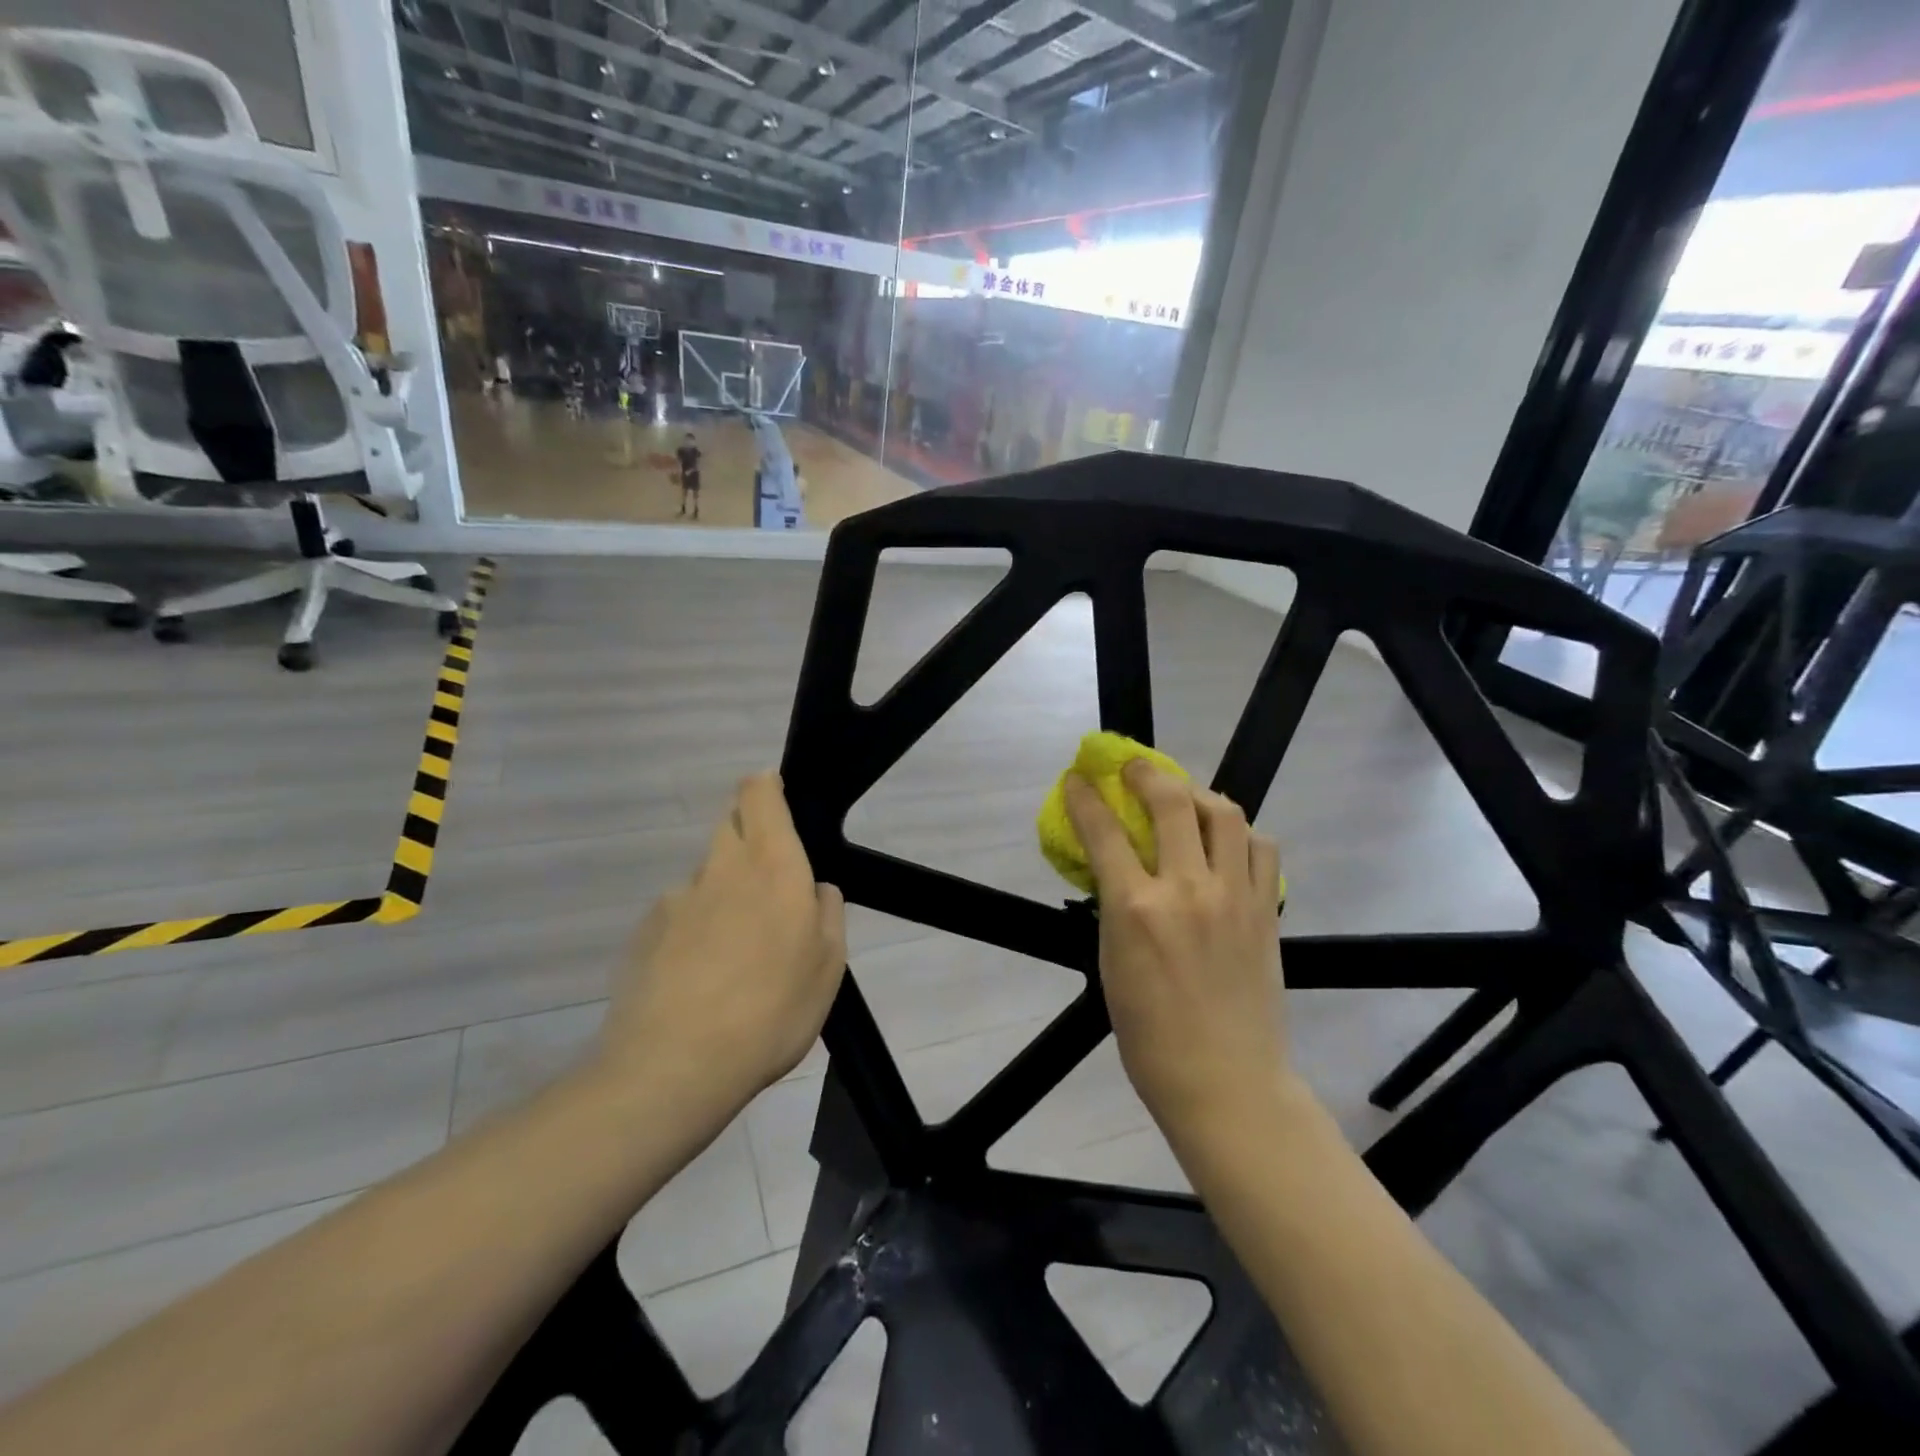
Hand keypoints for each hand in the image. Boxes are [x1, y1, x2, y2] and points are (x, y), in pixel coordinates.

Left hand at [594, 772, 846, 1119]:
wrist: (674, 1067)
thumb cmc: (772, 1010)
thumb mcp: (829, 966)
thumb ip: (828, 913)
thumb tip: (815, 889)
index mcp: (772, 865)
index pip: (758, 793)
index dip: (766, 787)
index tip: (779, 803)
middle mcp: (721, 868)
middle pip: (730, 826)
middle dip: (751, 843)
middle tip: (770, 895)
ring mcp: (676, 898)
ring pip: (707, 876)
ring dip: (723, 894)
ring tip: (735, 955)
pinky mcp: (645, 932)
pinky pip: (679, 915)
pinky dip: (694, 931)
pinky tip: (700, 979)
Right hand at [1064, 762, 1288, 1146]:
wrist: (1226, 1083)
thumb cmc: (1150, 1037)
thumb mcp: (1111, 965)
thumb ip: (1114, 908)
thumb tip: (1115, 870)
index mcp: (1136, 909)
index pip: (1104, 832)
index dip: (1085, 798)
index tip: (1077, 780)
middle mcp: (1187, 890)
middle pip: (1171, 802)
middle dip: (1146, 773)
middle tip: (1134, 768)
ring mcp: (1233, 897)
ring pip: (1225, 814)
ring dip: (1199, 794)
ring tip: (1186, 798)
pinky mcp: (1266, 911)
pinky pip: (1261, 849)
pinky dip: (1241, 832)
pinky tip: (1226, 841)